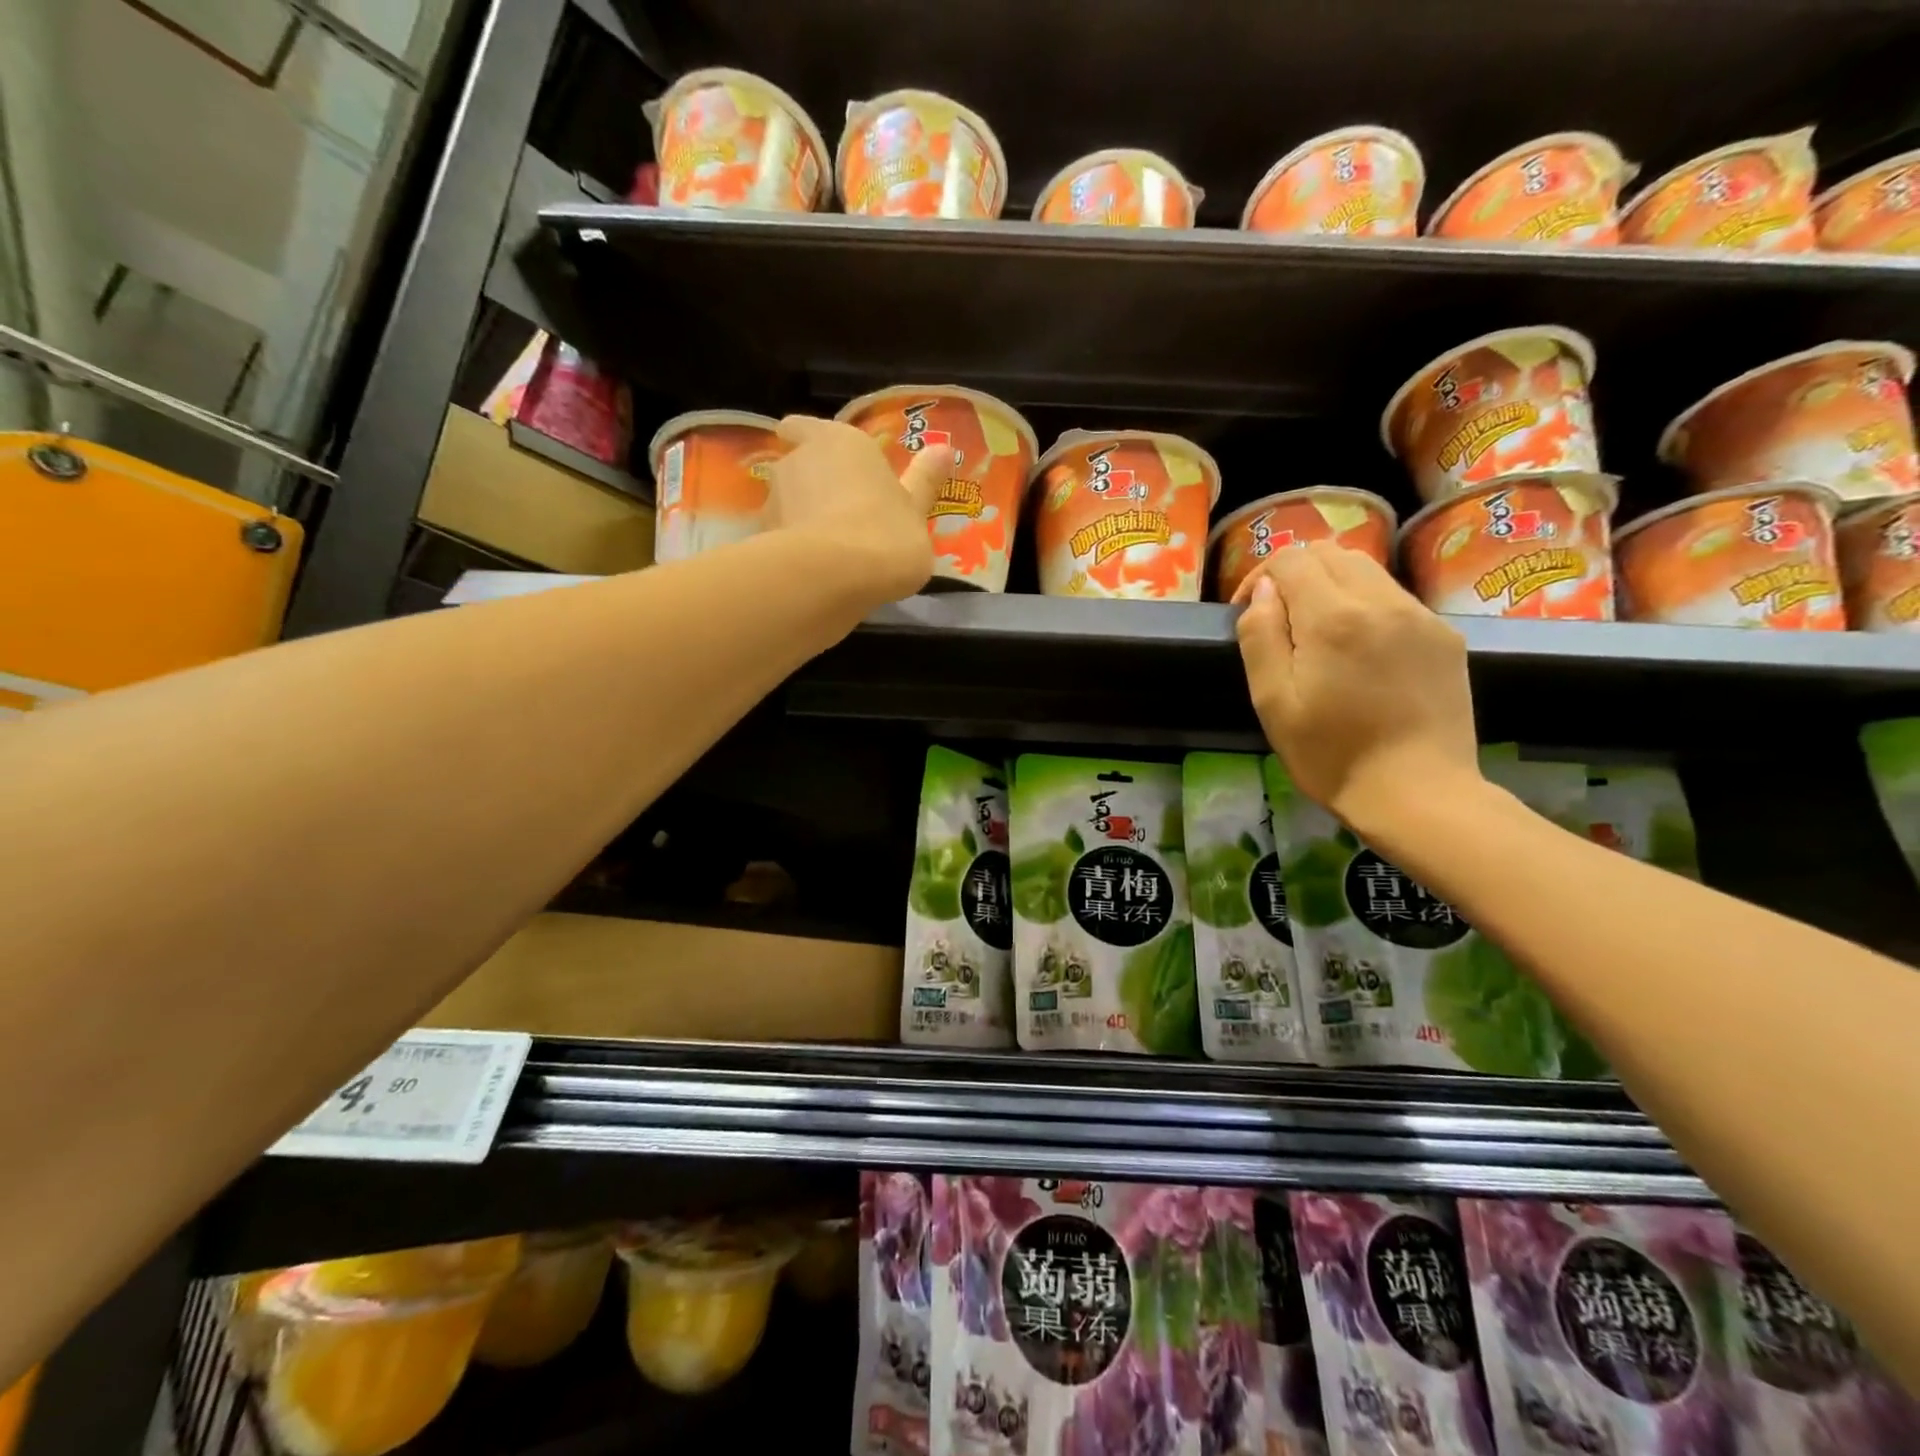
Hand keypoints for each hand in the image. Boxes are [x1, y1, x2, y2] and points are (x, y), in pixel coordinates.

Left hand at [765, 415, 950, 601]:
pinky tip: (814, 573)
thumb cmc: (885, 535)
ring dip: (801, 520)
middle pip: (798, 467)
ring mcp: (773, 500)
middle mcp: (798, 460)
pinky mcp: (761, 540)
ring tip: (829, 551)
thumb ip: (924, 482)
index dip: (808, 439)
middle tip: (841, 514)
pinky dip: (792, 550)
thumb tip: (943, 449)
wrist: (832, 580)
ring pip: (785, 505)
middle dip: (812, 487)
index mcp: (840, 442)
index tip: (819, 458)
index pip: (804, 427)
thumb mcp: (917, 511)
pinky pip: (779, 540)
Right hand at [1234, 542, 1480, 838]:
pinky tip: (1359, 650)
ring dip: (1332, 586)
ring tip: (1317, 632)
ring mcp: (1420, 616)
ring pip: (1367, 571)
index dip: (1260, 574)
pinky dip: (1365, 605)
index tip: (1248, 610)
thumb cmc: (1331, 754)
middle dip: (1296, 573)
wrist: (1419, 793)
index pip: (1292, 559)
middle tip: (1278, 616)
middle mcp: (1382, 601)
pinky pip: (1395, 598)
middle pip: (1332, 553)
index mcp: (1333, 617)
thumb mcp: (1273, 701)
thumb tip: (1263, 592)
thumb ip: (1260, 636)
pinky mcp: (1444, 637)